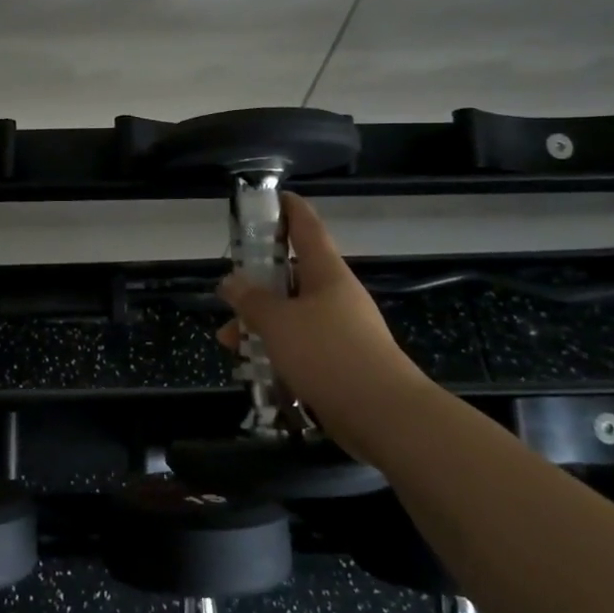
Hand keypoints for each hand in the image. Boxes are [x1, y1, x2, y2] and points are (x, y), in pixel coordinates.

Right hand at [215, 193, 411, 428]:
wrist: (383, 415)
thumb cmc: (328, 354)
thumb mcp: (278, 323)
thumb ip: (251, 300)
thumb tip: (231, 281)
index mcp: (326, 274)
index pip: (307, 227)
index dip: (289, 208)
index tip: (272, 197)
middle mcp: (335, 296)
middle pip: (293, 275)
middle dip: (258, 283)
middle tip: (229, 290)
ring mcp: (340, 330)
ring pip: (292, 315)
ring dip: (260, 324)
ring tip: (229, 341)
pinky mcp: (340, 363)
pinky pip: (301, 346)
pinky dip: (276, 351)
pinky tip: (254, 369)